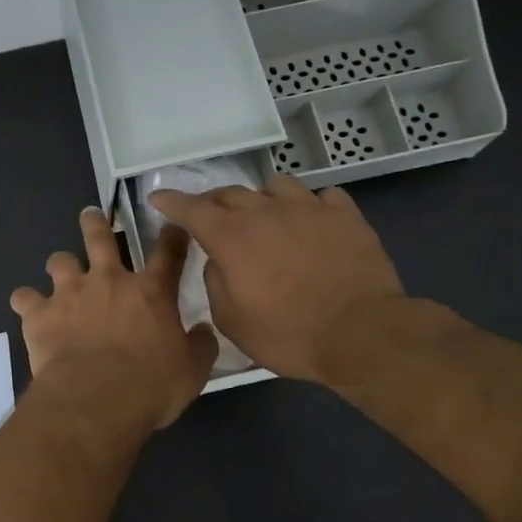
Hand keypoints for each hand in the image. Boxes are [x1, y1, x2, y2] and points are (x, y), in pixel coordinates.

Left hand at [9, 207, 218, 428]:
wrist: (97, 398)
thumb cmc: (151, 386)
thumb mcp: (192, 371)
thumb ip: (200, 346)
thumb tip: (204, 332)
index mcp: (151, 292)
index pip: (168, 252)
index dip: (172, 235)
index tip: (172, 225)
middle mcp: (108, 281)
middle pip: (100, 237)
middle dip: (95, 223)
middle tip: (91, 215)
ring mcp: (70, 294)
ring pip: (59, 261)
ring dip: (60, 264)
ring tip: (59, 269)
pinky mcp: (40, 314)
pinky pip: (24, 297)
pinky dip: (26, 301)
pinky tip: (27, 308)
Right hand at [147, 175, 405, 384]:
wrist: (362, 334)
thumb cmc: (289, 334)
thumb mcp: (232, 321)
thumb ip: (215, 283)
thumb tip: (218, 261)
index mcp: (232, 237)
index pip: (191, 209)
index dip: (171, 201)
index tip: (158, 198)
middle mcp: (266, 212)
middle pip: (230, 193)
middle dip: (213, 202)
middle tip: (210, 218)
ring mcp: (309, 208)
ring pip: (276, 186)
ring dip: (262, 199)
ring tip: (266, 217)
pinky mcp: (345, 216)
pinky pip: (322, 197)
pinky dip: (309, 207)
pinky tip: (312, 224)